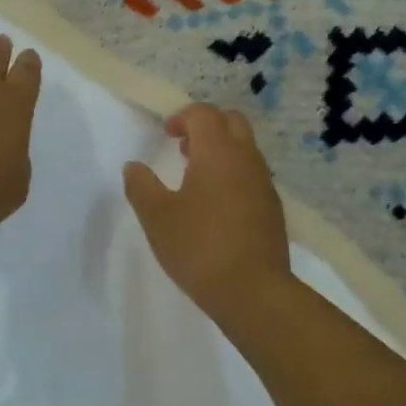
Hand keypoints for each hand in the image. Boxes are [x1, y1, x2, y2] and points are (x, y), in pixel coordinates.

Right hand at [123, 104, 290, 313]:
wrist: (254, 292)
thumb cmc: (200, 247)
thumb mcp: (157, 217)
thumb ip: (141, 186)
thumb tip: (133, 167)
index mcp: (218, 152)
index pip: (204, 114)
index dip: (183, 117)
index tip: (166, 135)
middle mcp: (246, 158)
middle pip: (231, 121)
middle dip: (207, 126)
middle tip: (183, 148)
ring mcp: (264, 182)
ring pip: (245, 148)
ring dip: (222, 150)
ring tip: (196, 177)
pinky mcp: (273, 207)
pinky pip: (252, 174)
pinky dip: (234, 173)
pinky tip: (217, 205)